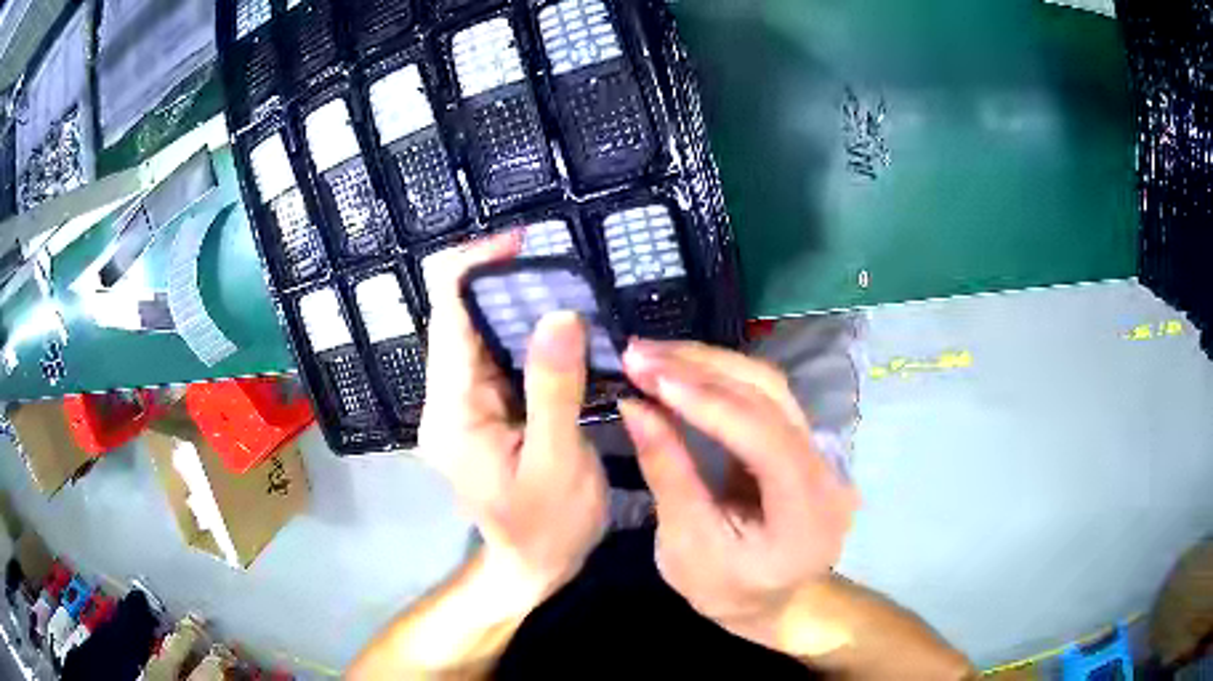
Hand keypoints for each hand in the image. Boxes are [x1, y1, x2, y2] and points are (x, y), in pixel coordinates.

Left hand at [418, 232, 608, 606]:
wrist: (531, 570)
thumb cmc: (545, 528)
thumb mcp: (556, 462)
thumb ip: (553, 388)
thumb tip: (558, 313)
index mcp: (452, 410)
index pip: (447, 313)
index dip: (476, 266)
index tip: (523, 243)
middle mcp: (446, 399)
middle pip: (462, 317)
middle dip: (507, 283)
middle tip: (565, 270)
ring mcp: (463, 406)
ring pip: (483, 336)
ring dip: (521, 309)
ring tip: (572, 292)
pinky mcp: (483, 414)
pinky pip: (500, 361)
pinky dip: (529, 339)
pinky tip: (565, 334)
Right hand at [619, 340, 859, 648]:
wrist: (773, 602)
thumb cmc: (728, 591)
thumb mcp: (686, 546)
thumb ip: (667, 473)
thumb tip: (633, 407)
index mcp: (805, 511)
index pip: (763, 436)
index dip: (707, 401)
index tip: (649, 376)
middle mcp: (825, 470)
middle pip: (770, 396)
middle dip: (700, 369)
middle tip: (638, 354)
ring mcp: (820, 451)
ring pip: (768, 386)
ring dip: (707, 364)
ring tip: (652, 355)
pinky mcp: (802, 441)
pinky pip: (762, 397)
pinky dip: (718, 380)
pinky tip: (681, 371)